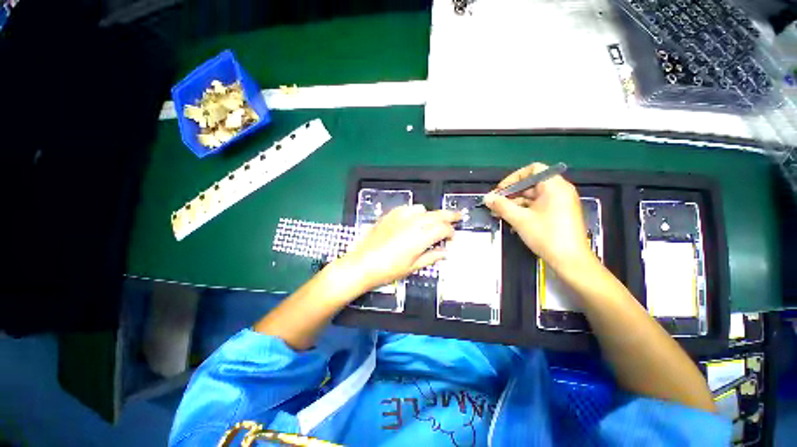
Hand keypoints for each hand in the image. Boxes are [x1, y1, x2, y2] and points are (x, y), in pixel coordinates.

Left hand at [336, 204, 460, 291]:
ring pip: (422, 209)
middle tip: (458, 216)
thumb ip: (431, 257)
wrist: (362, 264)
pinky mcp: (390, 215)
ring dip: (430, 214)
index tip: (452, 237)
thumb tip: (444, 253)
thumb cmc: (388, 269)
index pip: (443, 229)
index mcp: (420, 237)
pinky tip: (413, 219)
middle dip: (449, 215)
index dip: (450, 232)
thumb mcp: (412, 267)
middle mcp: (412, 223)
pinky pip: (407, 208)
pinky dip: (415, 212)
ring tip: (432, 222)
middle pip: (436, 214)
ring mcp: (400, 217)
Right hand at [484, 163, 594, 271]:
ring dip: (515, 203)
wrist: (570, 261)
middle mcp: (560, 190)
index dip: (513, 178)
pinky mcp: (559, 214)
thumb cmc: (546, 236)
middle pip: (531, 184)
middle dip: (511, 193)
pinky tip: (511, 219)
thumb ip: (501, 206)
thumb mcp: (520, 219)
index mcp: (554, 186)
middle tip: (495, 204)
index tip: (500, 191)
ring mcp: (560, 203)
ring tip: (499, 213)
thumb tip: (486, 198)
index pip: (533, 170)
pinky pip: (538, 206)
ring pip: (533, 197)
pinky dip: (524, 210)